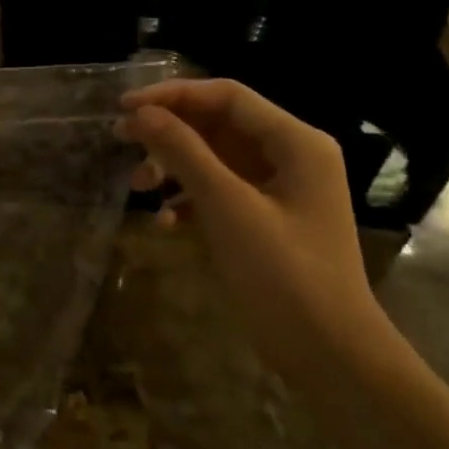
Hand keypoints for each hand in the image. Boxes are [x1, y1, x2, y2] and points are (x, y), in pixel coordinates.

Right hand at [118, 79, 389, 360]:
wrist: (327, 352)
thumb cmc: (283, 273)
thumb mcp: (227, 207)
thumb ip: (183, 153)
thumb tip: (139, 113)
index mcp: (296, 143)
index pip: (226, 96)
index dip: (172, 95)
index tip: (124, 107)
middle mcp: (289, 156)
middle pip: (217, 124)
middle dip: (168, 131)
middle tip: (120, 139)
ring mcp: (277, 189)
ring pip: (212, 157)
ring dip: (172, 166)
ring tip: (138, 187)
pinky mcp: (264, 218)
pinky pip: (217, 190)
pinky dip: (187, 199)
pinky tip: (165, 222)